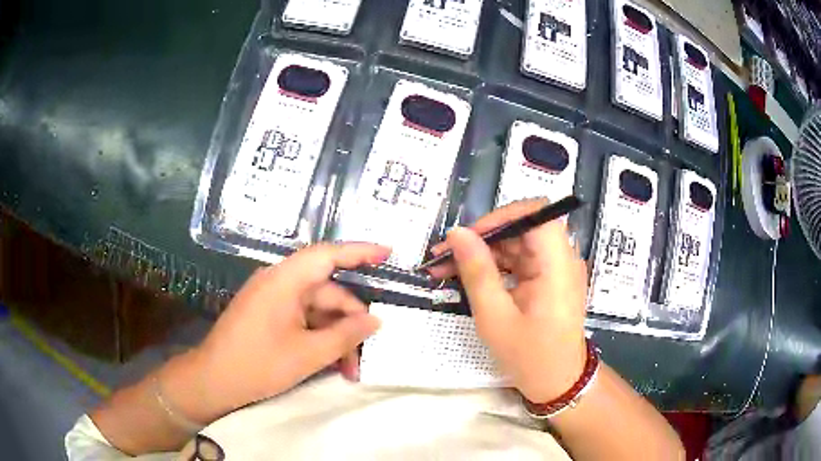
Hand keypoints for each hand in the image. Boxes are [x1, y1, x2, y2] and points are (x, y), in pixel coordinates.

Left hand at [179, 243, 389, 421]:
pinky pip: (302, 319)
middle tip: (366, 354)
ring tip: (349, 369)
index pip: (327, 255)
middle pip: (327, 292)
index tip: (389, 253)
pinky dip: (319, 337)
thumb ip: (345, 335)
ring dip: (335, 336)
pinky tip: (330, 362)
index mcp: (284, 281)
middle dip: (350, 323)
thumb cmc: (257, 364)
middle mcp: (279, 283)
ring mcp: (272, 300)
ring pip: (316, 310)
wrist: (213, 381)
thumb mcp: (308, 355)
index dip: (360, 252)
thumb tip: (376, 320)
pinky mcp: (269, 315)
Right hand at [428, 198, 587, 402]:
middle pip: (522, 227)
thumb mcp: (495, 318)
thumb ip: (477, 272)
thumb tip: (457, 233)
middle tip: (444, 255)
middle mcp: (562, 258)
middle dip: (482, 236)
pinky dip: (494, 266)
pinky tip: (468, 277)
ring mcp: (556, 268)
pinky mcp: (548, 279)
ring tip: (446, 268)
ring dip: (483, 252)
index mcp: (558, 265)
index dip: (501, 216)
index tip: (468, 236)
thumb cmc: (530, 357)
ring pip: (516, 243)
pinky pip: (519, 260)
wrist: (557, 383)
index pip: (536, 213)